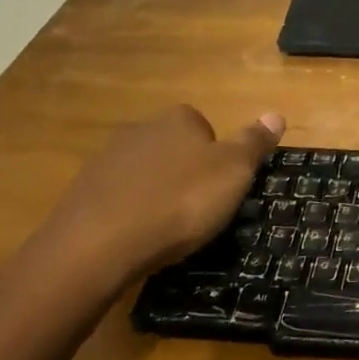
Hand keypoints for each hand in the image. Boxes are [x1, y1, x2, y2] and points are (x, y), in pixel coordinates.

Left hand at [25, 105, 284, 297]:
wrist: (98, 245)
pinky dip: (130, 214)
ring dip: (156, 193)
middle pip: (173, 148)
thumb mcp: (234, 171)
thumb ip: (254, 142)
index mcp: (178, 119)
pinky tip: (137, 239)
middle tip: (199, 209)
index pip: (205, 127)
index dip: (217, 156)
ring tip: (168, 229)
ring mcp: (106, 161)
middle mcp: (140, 130)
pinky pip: (117, 199)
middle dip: (185, 173)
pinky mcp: (81, 194)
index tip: (221, 187)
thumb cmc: (180, 202)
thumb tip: (276, 114)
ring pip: (144, 174)